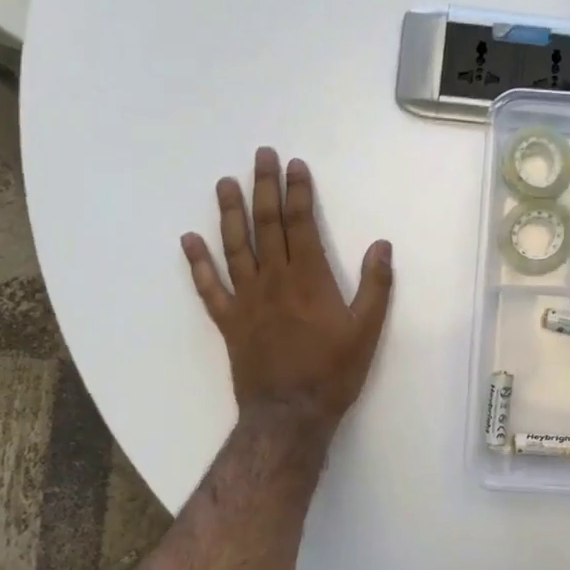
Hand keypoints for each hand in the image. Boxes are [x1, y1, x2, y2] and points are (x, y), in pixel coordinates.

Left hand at [182, 148, 393, 435]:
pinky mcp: (229, 321)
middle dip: (264, 187)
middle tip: (260, 155)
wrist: (289, 414)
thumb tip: (381, 245)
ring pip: (235, 247)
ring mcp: (247, 299)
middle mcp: (274, 280)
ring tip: (225, 183)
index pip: (301, 224)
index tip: (294, 165)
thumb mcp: (367, 330)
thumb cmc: (333, 372)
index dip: (298, 192)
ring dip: (229, 213)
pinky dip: (197, 263)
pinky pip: (209, 287)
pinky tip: (188, 240)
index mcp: (309, 279)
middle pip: (267, 225)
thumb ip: (376, 286)